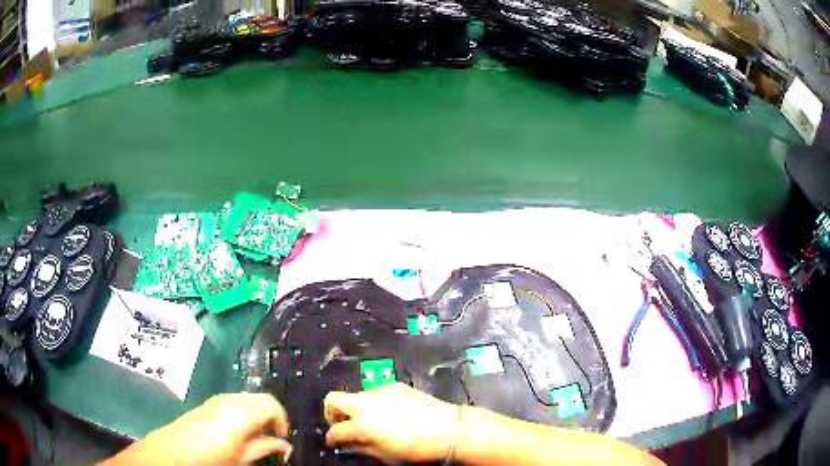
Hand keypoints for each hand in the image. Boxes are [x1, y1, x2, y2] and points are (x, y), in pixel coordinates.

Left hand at [102, 393, 291, 465]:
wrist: (172, 453)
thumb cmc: (211, 458)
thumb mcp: (242, 459)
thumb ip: (264, 448)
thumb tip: (283, 446)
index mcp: (242, 411)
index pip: (272, 404)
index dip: (282, 421)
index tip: (282, 441)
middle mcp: (230, 399)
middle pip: (259, 399)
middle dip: (269, 419)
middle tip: (270, 442)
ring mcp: (216, 400)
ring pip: (245, 400)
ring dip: (255, 417)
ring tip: (254, 440)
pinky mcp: (206, 405)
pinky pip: (231, 404)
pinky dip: (240, 416)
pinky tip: (235, 435)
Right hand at [323, 383, 459, 463]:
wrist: (447, 428)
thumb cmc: (415, 448)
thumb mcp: (385, 455)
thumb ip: (361, 448)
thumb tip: (348, 443)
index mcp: (361, 424)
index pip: (335, 430)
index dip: (331, 438)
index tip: (334, 443)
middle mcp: (365, 403)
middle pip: (333, 399)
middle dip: (331, 413)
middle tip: (342, 425)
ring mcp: (379, 391)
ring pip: (355, 396)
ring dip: (356, 408)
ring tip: (371, 421)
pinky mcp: (394, 385)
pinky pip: (375, 393)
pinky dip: (374, 403)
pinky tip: (389, 413)